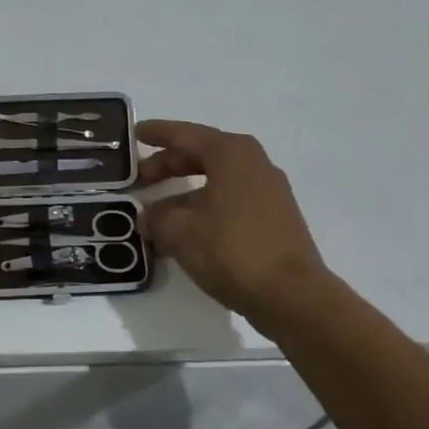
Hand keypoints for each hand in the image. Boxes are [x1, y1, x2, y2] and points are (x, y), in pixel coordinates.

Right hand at [138, 120, 333, 322]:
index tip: (135, 132)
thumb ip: (156, 217)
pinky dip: (205, 207)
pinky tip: (186, 230)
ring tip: (156, 212)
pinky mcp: (275, 218)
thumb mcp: (180, 232)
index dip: (157, 133)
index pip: (185, 134)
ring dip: (184, 192)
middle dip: (168, 165)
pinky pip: (230, 200)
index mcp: (231, 153)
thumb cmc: (232, 250)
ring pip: (216, 180)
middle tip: (139, 178)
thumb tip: (149, 217)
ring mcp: (269, 191)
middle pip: (201, 155)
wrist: (293, 296)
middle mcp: (253, 163)